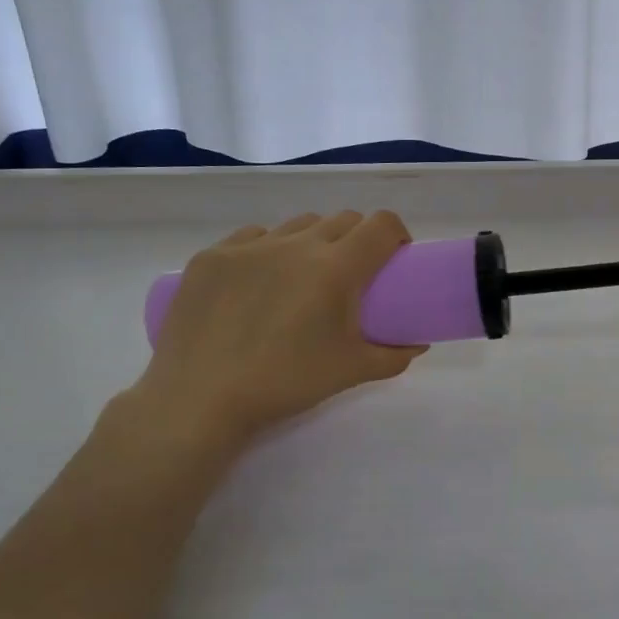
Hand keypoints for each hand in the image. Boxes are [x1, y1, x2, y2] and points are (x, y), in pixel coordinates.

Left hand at [127, 211, 425, 458]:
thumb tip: (418, 344)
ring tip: (305, 276)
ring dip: (315, 240)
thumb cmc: (285, 382)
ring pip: (298, 225)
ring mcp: (249, 246)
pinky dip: (269, 249)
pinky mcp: (212, 256)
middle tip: (354, 274)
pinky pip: (254, 236)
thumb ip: (393, 356)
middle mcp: (296, 245)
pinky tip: (260, 281)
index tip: (396, 256)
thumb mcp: (351, 371)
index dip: (397, 233)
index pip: (381, 225)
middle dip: (359, 238)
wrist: (200, 398)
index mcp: (335, 268)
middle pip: (343, 219)